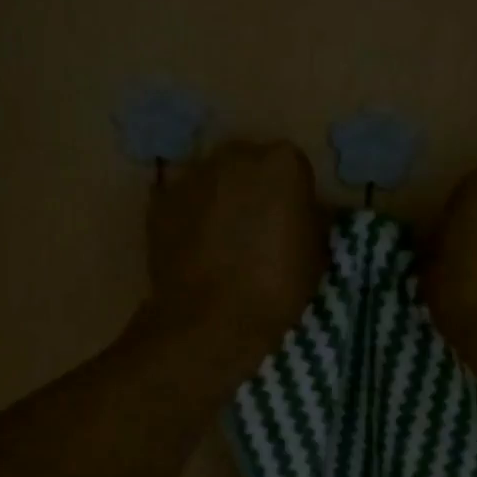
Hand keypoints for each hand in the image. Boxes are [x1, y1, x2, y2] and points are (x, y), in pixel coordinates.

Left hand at [143, 141, 326, 380]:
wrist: (211, 321)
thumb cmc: (276, 289)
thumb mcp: (316, 255)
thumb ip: (310, 220)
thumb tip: (303, 213)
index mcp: (283, 163)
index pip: (293, 168)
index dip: (293, 197)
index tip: (291, 222)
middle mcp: (235, 156)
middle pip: (249, 165)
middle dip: (253, 189)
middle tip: (257, 229)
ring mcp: (193, 175)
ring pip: (213, 180)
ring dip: (220, 200)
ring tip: (223, 241)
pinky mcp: (160, 200)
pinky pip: (184, 201)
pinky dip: (190, 217)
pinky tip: (197, 249)